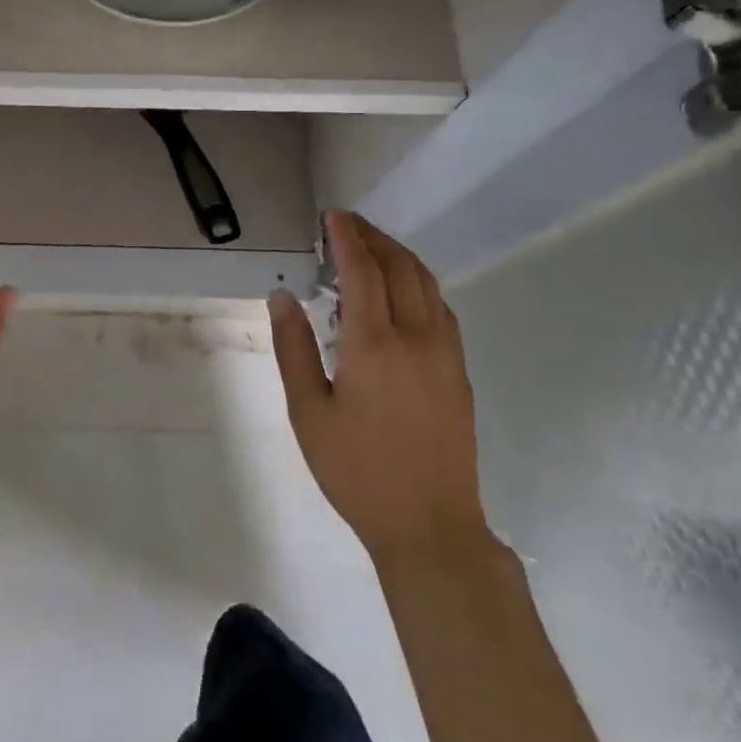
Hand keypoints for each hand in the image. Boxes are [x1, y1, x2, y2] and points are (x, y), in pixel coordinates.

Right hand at [268, 210, 492, 565]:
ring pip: (427, 285)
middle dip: (375, 238)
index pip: (363, 271)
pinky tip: (400, 293)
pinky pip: (440, 308)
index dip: (347, 238)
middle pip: (401, 268)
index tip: (333, 216)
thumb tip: (282, 296)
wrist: (429, 525)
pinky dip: (418, 284)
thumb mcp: (308, 411)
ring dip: (399, 256)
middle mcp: (417, 337)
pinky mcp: (458, 372)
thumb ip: (293, 347)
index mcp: (375, 344)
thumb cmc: (356, 469)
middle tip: (348, 224)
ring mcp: (445, 354)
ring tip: (371, 248)